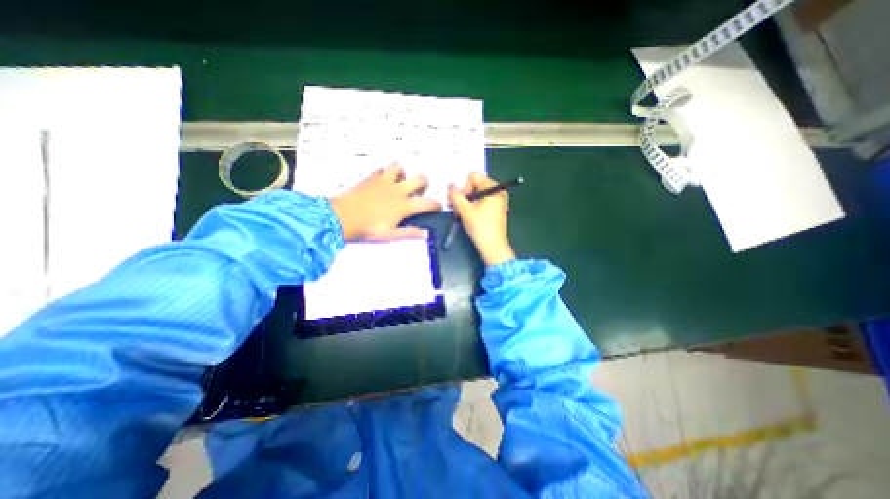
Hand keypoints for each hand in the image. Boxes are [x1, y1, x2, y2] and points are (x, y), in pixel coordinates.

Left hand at [327, 164, 442, 241]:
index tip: (437, 206)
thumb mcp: (390, 235)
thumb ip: (410, 233)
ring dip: (403, 173)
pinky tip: (382, 181)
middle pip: (420, 179)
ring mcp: (384, 182)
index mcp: (404, 206)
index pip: (427, 203)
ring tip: (400, 181)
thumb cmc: (367, 228)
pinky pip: (381, 169)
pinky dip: (385, 173)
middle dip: (424, 183)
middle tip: (420, 190)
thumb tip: (425, 234)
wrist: (342, 217)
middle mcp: (397, 190)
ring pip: (399, 167)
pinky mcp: (371, 178)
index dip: (436, 205)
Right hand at [448, 171, 518, 264]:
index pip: (474, 177)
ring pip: (478, 195)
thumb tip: (450, 185)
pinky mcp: (497, 210)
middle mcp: (498, 192)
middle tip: (457, 208)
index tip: (459, 201)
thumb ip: (455, 195)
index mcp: (494, 188)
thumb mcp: (465, 210)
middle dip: (465, 195)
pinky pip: (482, 202)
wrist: (493, 247)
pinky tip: (468, 217)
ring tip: (461, 214)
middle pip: (476, 185)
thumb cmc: (480, 227)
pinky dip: (474, 207)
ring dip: (467, 202)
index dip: (464, 187)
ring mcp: (499, 201)